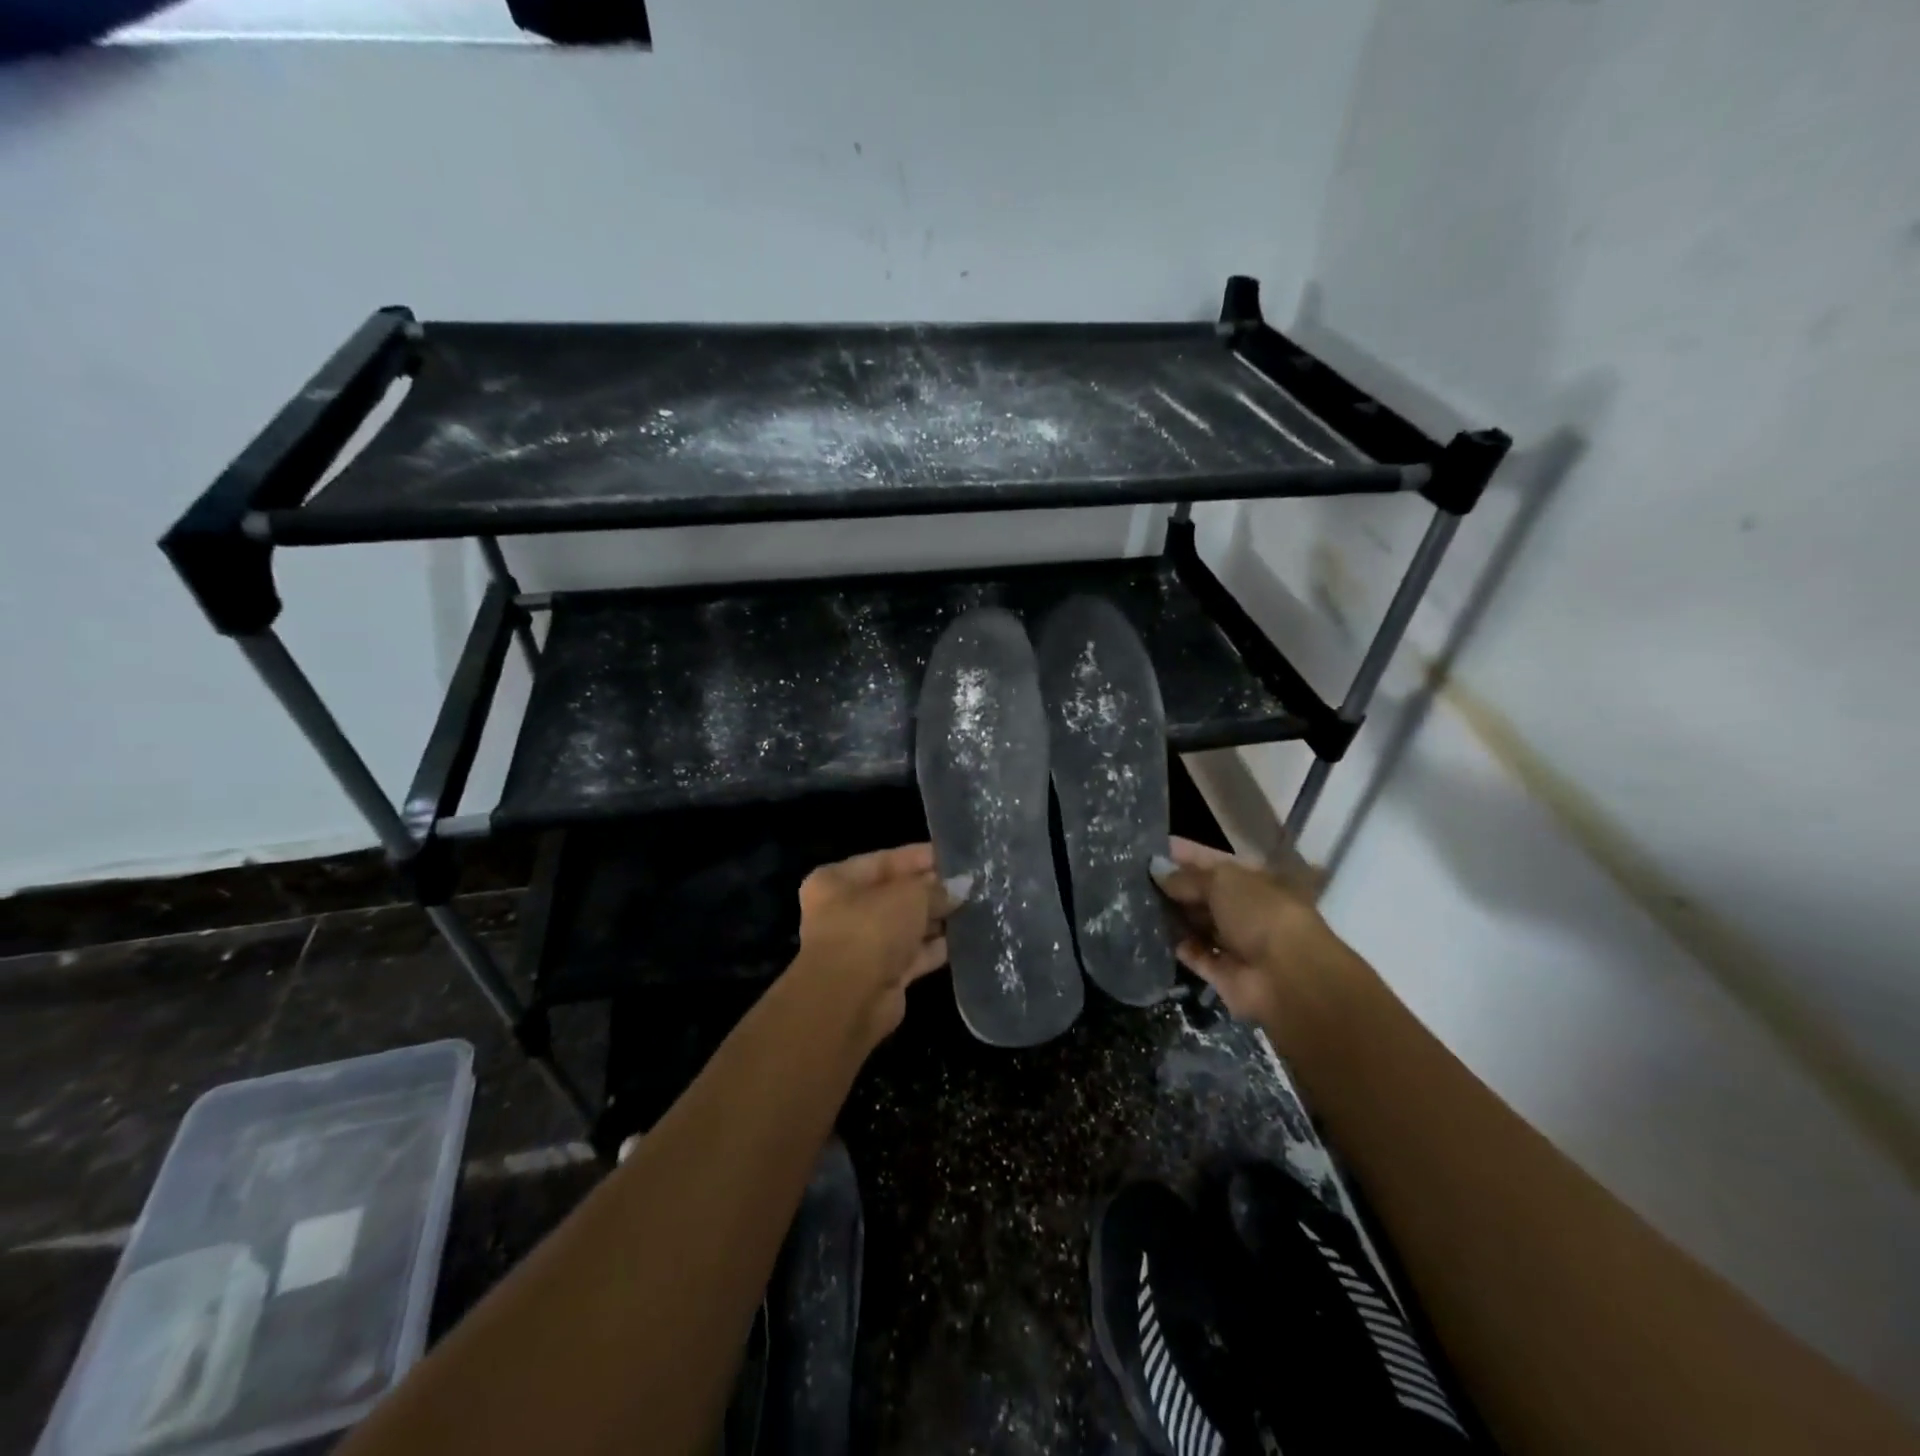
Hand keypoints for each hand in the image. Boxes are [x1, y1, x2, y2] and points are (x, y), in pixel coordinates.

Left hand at [792, 843, 961, 1047]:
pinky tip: (965, 938)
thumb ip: (937, 888)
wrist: (850, 1000)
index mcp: (837, 881)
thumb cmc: (872, 929)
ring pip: (905, 926)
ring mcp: (863, 946)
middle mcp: (845, 911)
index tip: (956, 857)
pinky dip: (935, 947)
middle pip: (895, 894)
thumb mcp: (910, 895)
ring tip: (975, 908)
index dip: (920, 857)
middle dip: (931, 890)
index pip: (885, 860)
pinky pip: (913, 954)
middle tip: (971, 885)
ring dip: (935, 919)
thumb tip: (961, 886)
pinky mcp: (881, 975)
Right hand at [1150, 836, 1350, 1028]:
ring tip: (1137, 905)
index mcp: (1252, 881)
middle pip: (1204, 895)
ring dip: (1174, 917)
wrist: (1286, 976)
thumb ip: (1187, 877)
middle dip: (1175, 888)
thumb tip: (1157, 871)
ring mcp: (1235, 943)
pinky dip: (1179, 947)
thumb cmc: (1259, 913)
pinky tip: (1152, 935)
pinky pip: (1196, 956)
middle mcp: (1245, 910)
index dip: (1185, 856)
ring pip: (1198, 925)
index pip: (1213, 863)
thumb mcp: (1221, 881)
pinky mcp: (1224, 973)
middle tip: (1135, 880)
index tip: (1151, 852)